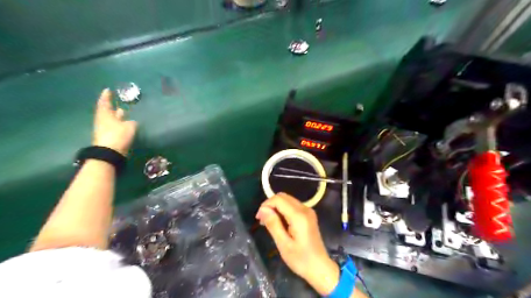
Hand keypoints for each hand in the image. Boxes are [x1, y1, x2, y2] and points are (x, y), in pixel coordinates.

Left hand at [95, 88, 137, 154]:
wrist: (109, 153)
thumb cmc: (118, 135)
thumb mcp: (129, 126)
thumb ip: (131, 122)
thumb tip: (132, 121)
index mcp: (105, 115)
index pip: (105, 102)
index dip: (106, 96)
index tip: (108, 90)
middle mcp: (103, 121)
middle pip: (107, 112)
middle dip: (112, 108)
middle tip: (118, 104)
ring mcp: (104, 130)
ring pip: (111, 120)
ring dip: (116, 117)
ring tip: (123, 114)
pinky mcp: (108, 138)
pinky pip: (114, 128)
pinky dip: (119, 125)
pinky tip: (125, 125)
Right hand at [255, 193, 337, 293]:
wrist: (320, 267)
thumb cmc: (301, 259)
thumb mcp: (283, 244)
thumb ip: (273, 224)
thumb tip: (262, 209)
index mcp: (299, 216)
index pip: (279, 199)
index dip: (266, 205)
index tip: (259, 218)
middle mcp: (305, 209)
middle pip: (283, 197)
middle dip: (270, 204)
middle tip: (263, 220)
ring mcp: (308, 210)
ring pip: (288, 200)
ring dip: (276, 207)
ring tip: (269, 222)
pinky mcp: (308, 214)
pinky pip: (292, 205)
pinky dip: (283, 209)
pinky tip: (279, 222)